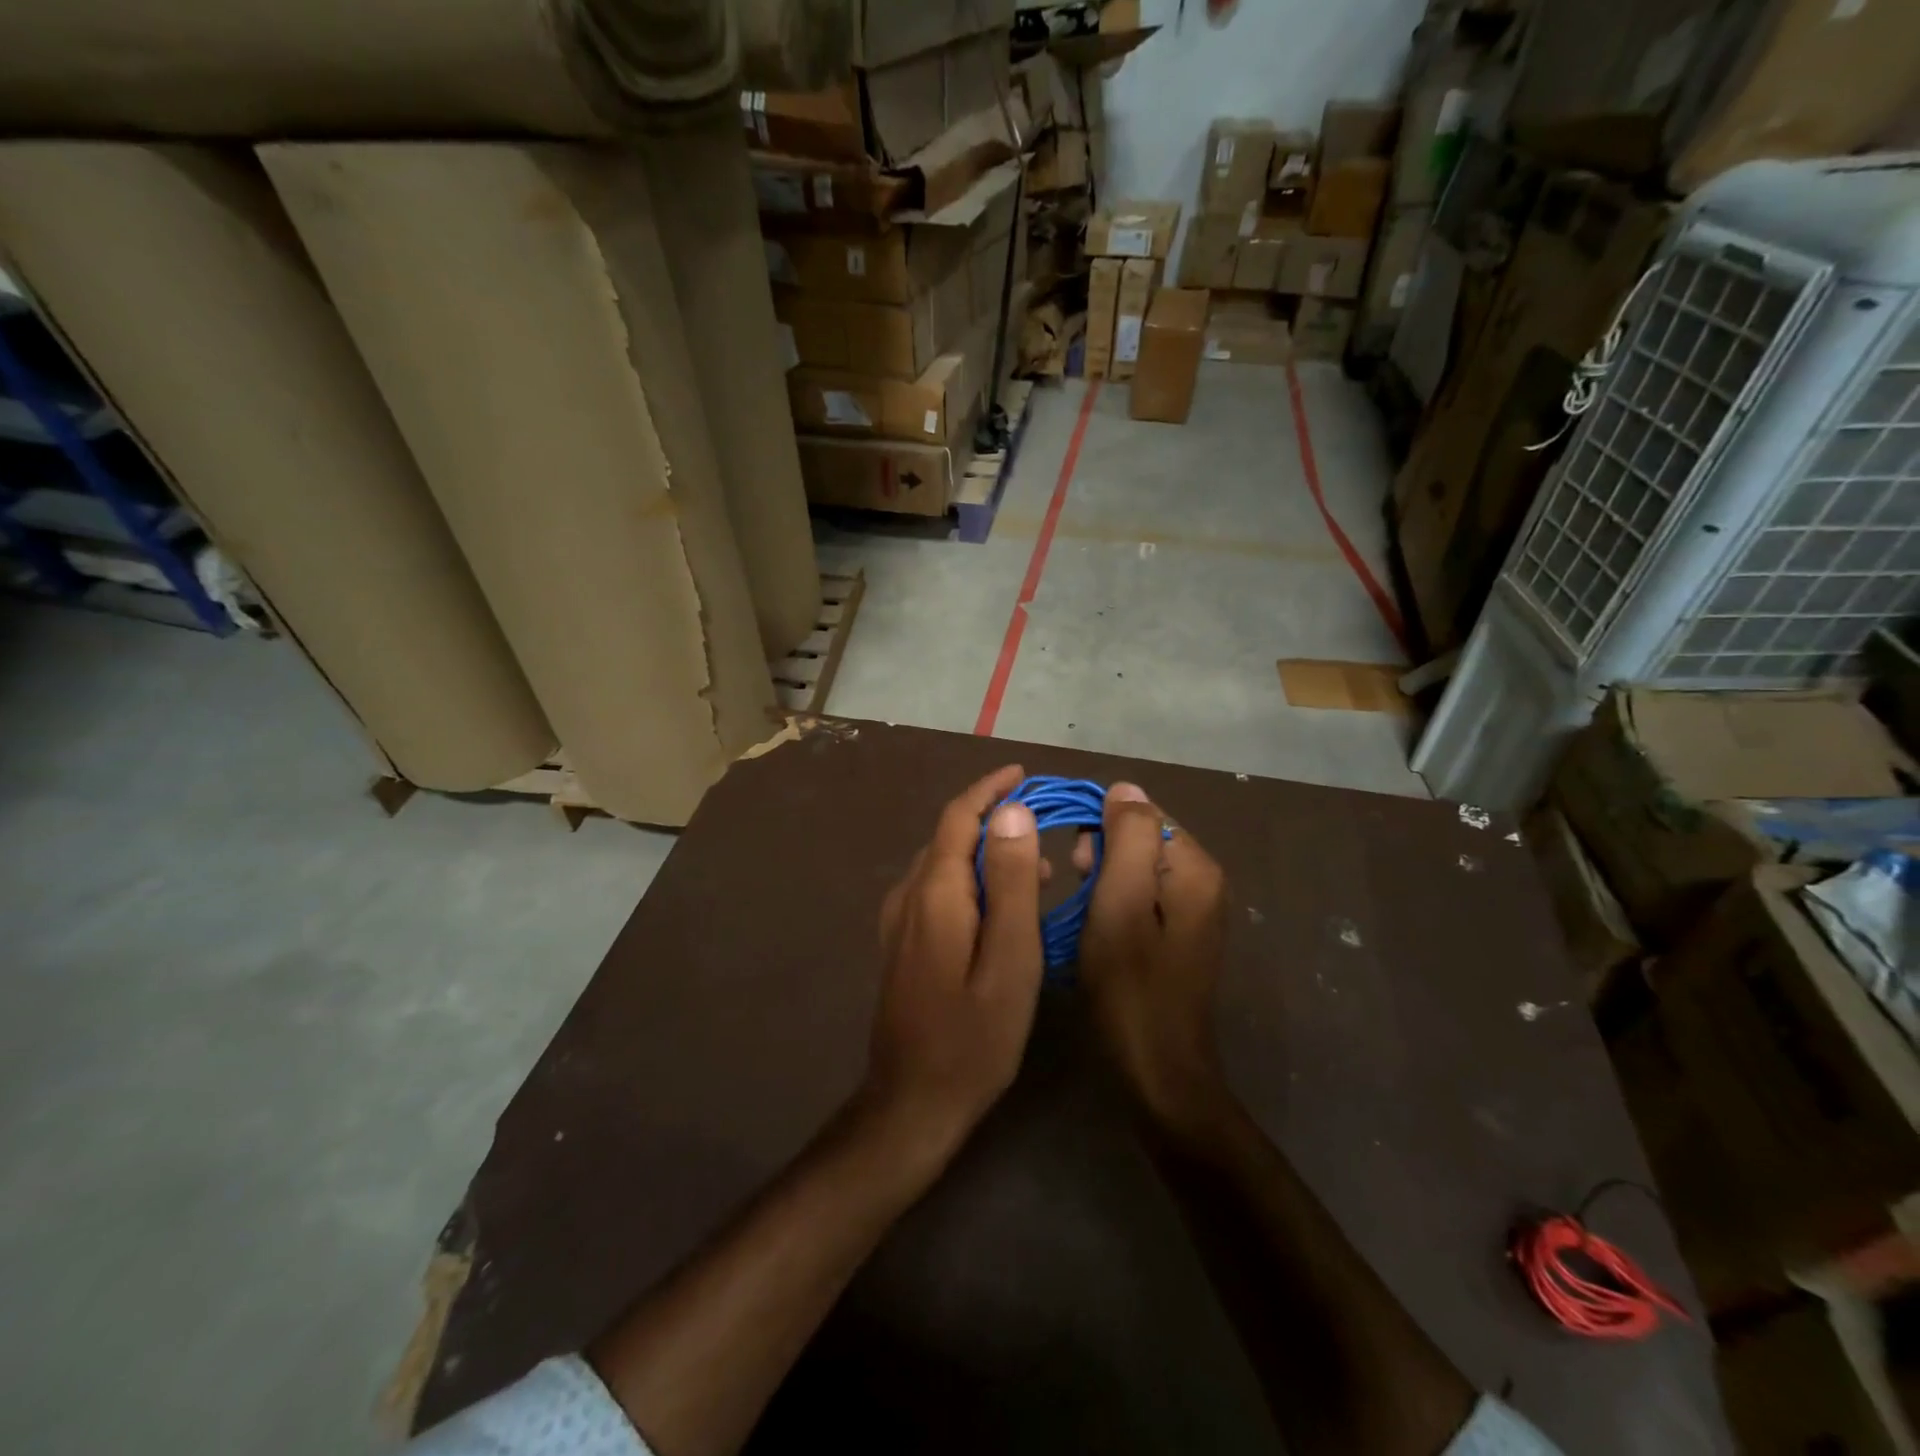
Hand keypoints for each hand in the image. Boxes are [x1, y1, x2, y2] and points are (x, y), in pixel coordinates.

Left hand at [859, 765, 1046, 1173]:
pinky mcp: (901, 944)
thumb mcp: (1011, 959)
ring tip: (1038, 869)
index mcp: (935, 892)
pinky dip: (972, 880)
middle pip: (949, 836)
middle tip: (1043, 823)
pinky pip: (938, 891)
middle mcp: (909, 895)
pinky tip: (1002, 907)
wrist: (912, 1102)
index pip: (959, 817)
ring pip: (944, 864)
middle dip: (993, 818)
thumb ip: (1013, 882)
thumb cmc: (974, 1036)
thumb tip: (1013, 812)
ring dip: (986, 853)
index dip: (990, 790)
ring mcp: (899, 921)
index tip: (1024, 774)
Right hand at [1077, 783, 1230, 1133]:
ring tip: (1083, 910)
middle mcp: (1203, 881)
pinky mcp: (1179, 934)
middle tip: (1076, 887)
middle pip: (1141, 838)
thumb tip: (1125, 787)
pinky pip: (1141, 895)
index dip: (1101, 826)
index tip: (1073, 862)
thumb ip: (1125, 838)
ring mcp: (1194, 910)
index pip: (1143, 812)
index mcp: (1194, 868)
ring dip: (1103, 878)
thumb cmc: (1130, 986)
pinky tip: (1097, 926)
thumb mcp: (1119, 904)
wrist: (1157, 1071)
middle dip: (1101, 853)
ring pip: (1137, 868)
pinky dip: (1114, 901)